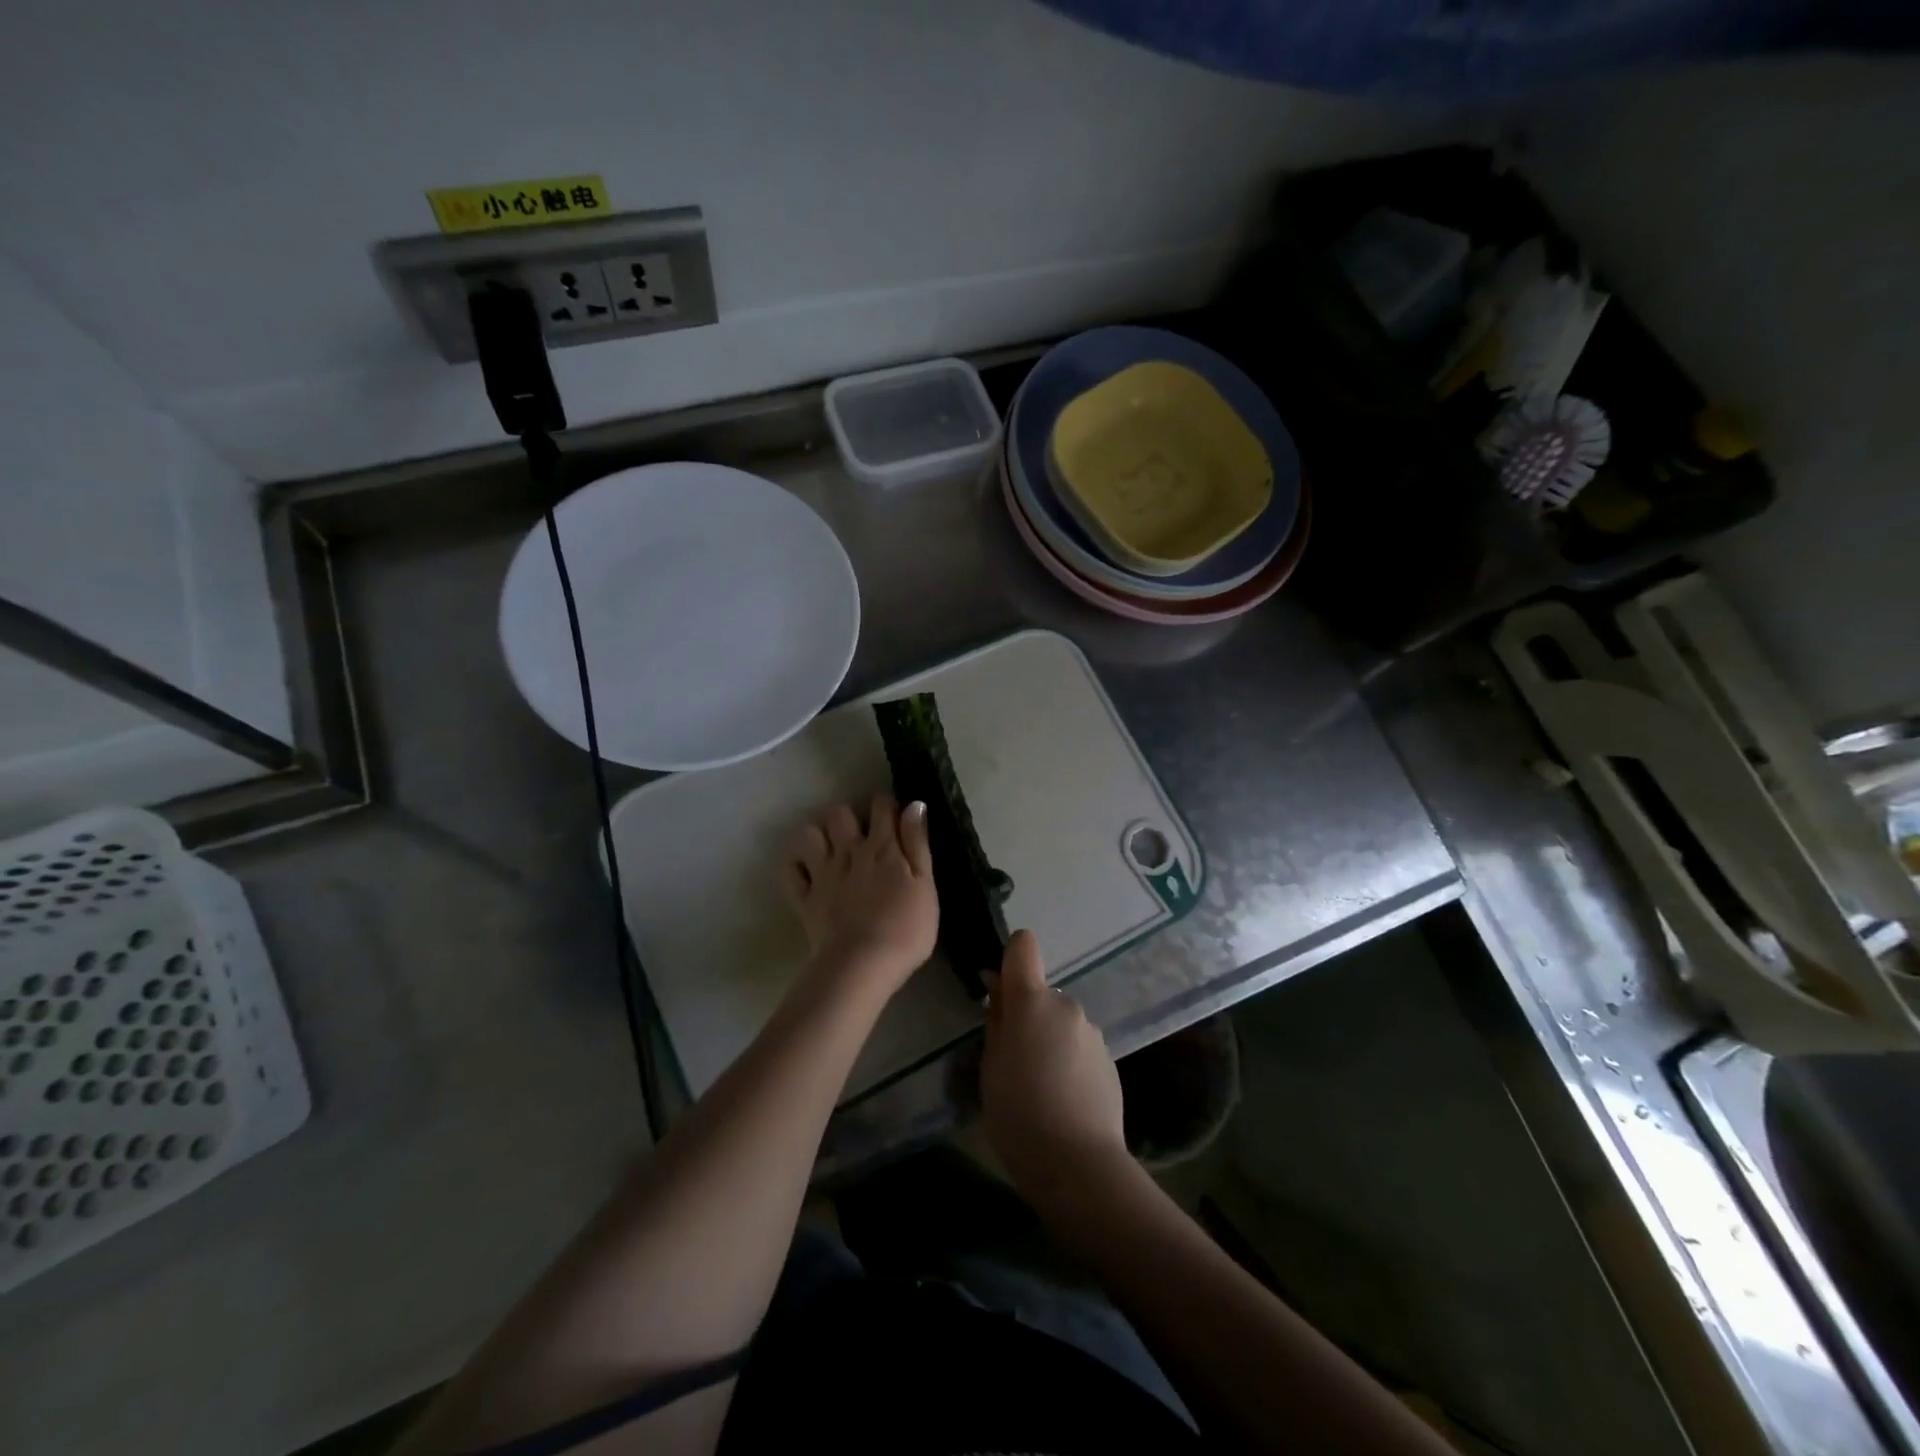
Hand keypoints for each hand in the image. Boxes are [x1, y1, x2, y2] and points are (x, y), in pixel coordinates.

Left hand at [781, 796, 936, 1005]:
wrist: (863, 965)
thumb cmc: (905, 928)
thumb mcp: (925, 884)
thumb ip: (917, 843)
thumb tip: (915, 804)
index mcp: (882, 847)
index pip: (881, 806)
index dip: (887, 805)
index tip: (895, 817)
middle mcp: (849, 851)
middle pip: (839, 812)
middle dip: (848, 816)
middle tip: (860, 836)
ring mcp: (823, 874)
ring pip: (809, 834)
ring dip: (818, 837)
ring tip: (830, 851)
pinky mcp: (805, 899)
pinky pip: (790, 871)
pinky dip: (795, 866)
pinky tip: (806, 871)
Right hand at [981, 930, 1129, 1205]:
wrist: (1079, 1165)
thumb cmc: (1019, 1114)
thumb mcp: (990, 1066)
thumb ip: (996, 1020)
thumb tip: (998, 987)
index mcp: (1032, 1001)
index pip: (1023, 946)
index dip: (1010, 958)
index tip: (1000, 990)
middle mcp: (1067, 1005)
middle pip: (1041, 993)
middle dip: (1027, 1015)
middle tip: (1013, 1061)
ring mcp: (1092, 1032)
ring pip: (1060, 1022)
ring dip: (1048, 1039)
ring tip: (1039, 1087)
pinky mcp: (1110, 1059)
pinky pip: (1079, 1046)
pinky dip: (1068, 1060)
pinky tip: (1063, 1098)